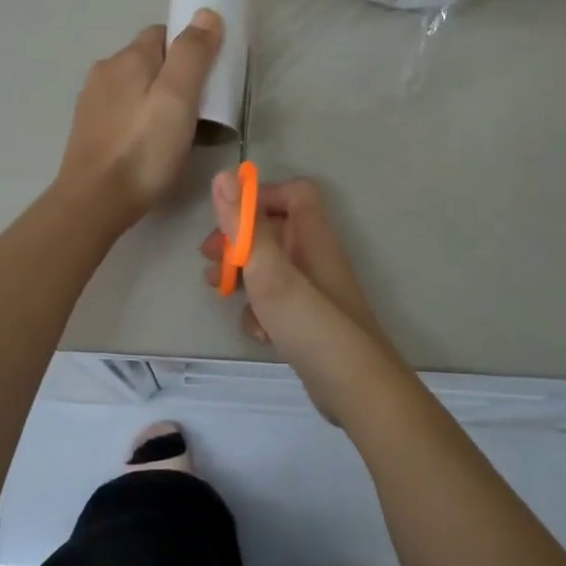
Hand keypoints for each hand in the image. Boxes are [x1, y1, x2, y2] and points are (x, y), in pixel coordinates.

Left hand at [58, 10, 223, 224]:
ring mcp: (92, 101)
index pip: (164, 33)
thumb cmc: (144, 149)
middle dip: (174, 77)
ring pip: (134, 88)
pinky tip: (147, 146)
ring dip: (155, 100)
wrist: (94, 201)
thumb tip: (206, 13)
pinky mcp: (88, 129)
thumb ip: (193, 53)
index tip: (208, 80)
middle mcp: (105, 71)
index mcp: (128, 57)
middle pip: (149, 61)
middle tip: (197, 111)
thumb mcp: (178, 98)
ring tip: (174, 133)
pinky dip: (138, 120)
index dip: (189, 50)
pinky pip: (122, 112)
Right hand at [199, 174, 383, 349]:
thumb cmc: (312, 325)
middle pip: (275, 231)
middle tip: (209, 260)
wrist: (356, 390)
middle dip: (239, 242)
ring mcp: (315, 293)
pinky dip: (261, 312)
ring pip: (272, 269)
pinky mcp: (310, 323)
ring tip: (219, 292)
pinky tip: (257, 333)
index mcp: (313, 238)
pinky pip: (278, 304)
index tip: (228, 219)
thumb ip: (246, 226)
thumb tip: (224, 175)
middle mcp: (316, 259)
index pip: (294, 193)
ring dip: (243, 277)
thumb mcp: (271, 272)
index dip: (260, 197)